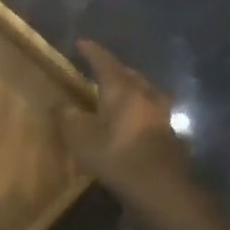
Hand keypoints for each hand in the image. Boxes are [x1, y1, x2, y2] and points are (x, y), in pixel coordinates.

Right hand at [58, 39, 196, 205]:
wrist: (160, 186)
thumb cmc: (115, 155)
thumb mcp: (80, 137)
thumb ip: (67, 117)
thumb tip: (60, 105)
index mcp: (121, 88)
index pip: (104, 62)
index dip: (92, 51)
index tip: (82, 43)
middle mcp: (144, 93)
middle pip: (128, 74)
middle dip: (114, 69)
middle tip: (99, 69)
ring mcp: (161, 112)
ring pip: (143, 91)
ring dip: (130, 88)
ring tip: (118, 92)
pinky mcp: (169, 132)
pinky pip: (150, 110)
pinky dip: (139, 108)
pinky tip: (132, 119)